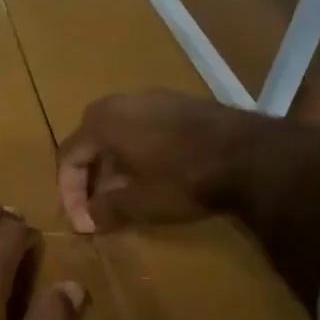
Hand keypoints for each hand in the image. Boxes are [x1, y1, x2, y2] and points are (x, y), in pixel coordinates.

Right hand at [57, 90, 268, 232]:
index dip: (70, 194)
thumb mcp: (139, 203)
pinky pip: (145, 127)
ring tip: (126, 195)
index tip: (84, 222)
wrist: (251, 155)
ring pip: (119, 133)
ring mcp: (153, 97)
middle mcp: (120, 101)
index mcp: (101, 122)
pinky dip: (139, 152)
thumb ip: (105, 210)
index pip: (68, 157)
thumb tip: (88, 219)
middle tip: (98, 207)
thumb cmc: (184, 179)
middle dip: (90, 178)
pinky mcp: (181, 103)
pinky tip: (155, 176)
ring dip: (115, 165)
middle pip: (91, 142)